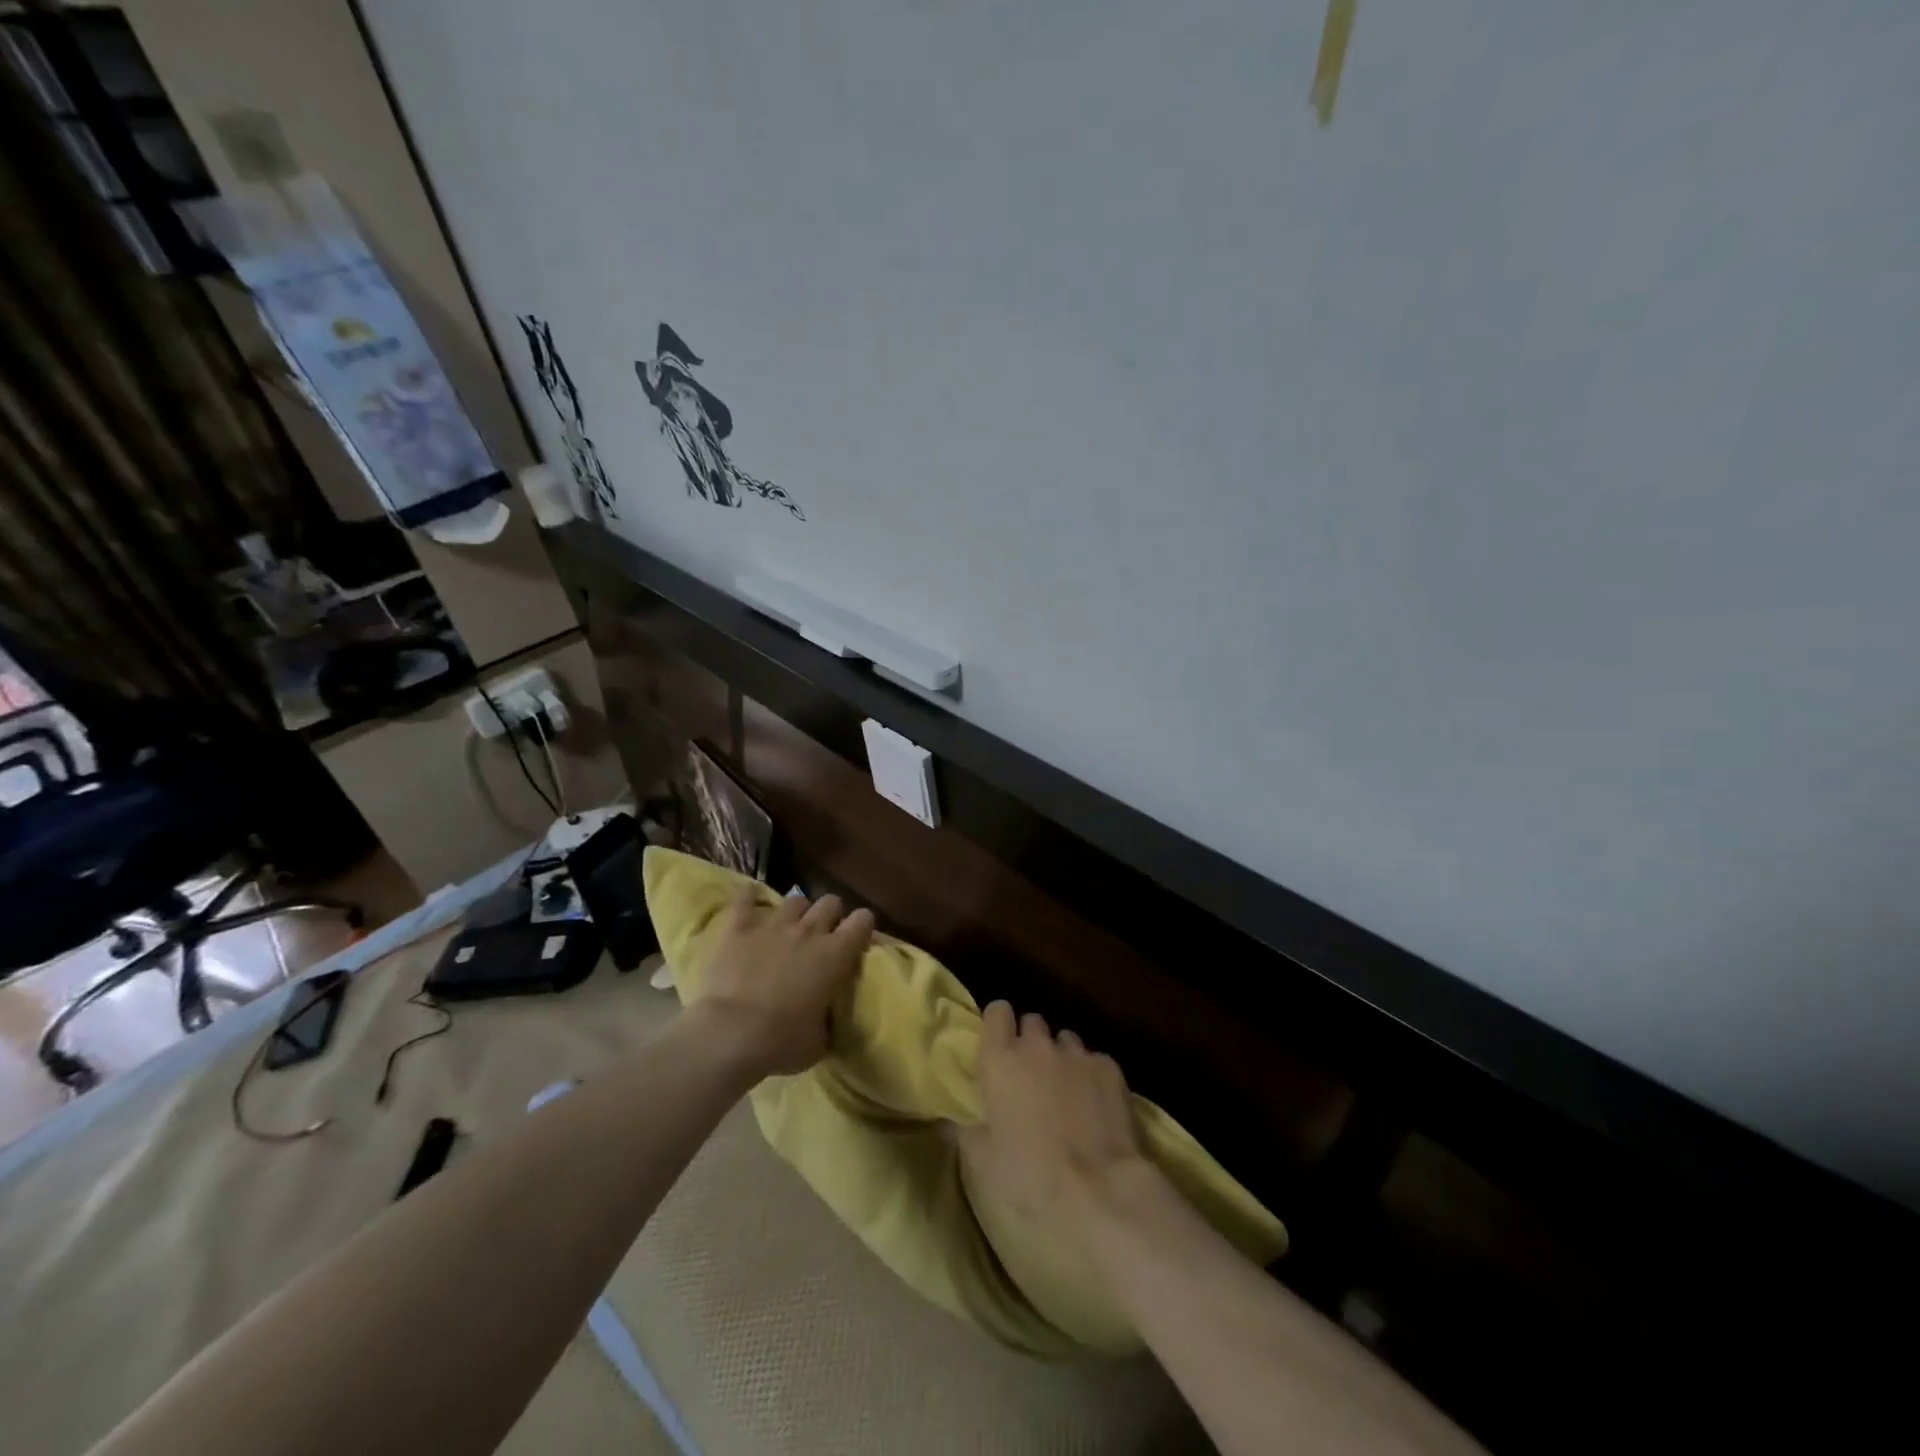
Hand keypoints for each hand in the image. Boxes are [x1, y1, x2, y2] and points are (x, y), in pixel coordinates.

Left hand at [691, 886, 873, 1078]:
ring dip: (796, 912)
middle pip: (830, 902)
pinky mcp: (739, 927)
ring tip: (788, 927)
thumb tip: (827, 1018)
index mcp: (836, 955)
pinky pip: (746, 899)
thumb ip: (828, 1020)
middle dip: (830, 915)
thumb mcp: (819, 1041)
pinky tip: (750, 899)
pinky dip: (750, 898)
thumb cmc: (781, 1043)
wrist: (729, 1035)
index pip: (863, 920)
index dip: (862, 926)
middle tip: (822, 935)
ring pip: (795, 899)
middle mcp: (809, 931)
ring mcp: (773, 925)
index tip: (856, 939)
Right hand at [960, 1001, 1152, 1229]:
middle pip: (1032, 1023)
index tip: (999, 1044)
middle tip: (1030, 1076)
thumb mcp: (983, 1162)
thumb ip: (963, 1131)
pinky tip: (1096, 1105)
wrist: (1100, 1190)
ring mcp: (1077, 1054)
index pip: (997, 1011)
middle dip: (1030, 1042)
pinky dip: (1091, 1076)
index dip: (998, 1024)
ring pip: (1065, 1041)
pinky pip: (1094, 1060)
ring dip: (1061, 1058)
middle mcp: (1038, 1046)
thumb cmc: (1030, 1176)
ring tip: (1066, 1092)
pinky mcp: (1110, 1068)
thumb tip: (945, 1120)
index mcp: (1001, 1060)